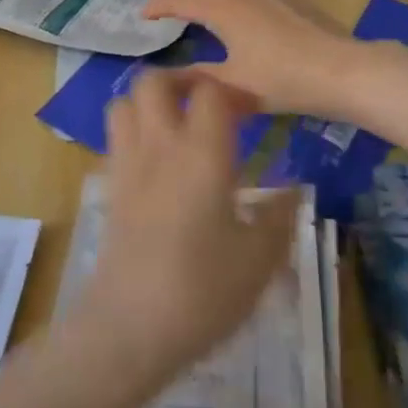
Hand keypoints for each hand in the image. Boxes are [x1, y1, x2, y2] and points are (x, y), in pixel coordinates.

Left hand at [72, 73, 298, 382]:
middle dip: (181, 79)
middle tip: (207, 102)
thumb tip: (296, 191)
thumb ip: (280, 218)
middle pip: (155, 80)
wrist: (131, 328)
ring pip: (126, 100)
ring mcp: (129, 162)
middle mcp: (161, 144)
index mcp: (203, 152)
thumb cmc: (203, 291)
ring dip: (149, 100)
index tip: (251, 111)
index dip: (232, 91)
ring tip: (176, 122)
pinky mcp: (111, 185)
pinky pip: (116, 136)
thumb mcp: (259, 260)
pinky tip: (156, 161)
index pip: (210, 90)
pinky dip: (134, 130)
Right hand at [143, 0, 361, 120]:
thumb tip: (162, 78)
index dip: (160, 6)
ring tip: (202, 8)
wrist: (342, 69)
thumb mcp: (234, 87)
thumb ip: (197, 80)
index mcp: (223, 9)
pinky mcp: (290, 0)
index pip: (182, 0)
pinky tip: (243, 15)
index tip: (144, 15)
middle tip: (170, 11)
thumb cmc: (283, 79)